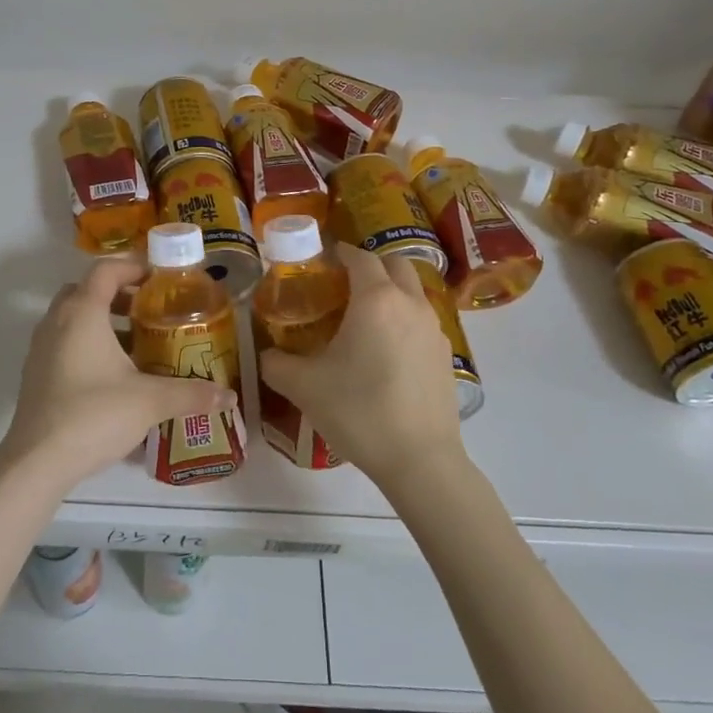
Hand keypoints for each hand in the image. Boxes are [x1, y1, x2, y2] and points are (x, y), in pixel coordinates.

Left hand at [0, 259, 238, 493]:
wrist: (37, 462)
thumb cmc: (94, 415)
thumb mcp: (150, 401)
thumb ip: (191, 393)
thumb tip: (229, 397)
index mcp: (82, 313)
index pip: (105, 270)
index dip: (133, 266)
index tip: (161, 278)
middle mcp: (57, 321)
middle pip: (86, 290)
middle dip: (119, 293)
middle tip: (149, 309)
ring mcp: (41, 348)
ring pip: (73, 317)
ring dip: (103, 320)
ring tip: (137, 343)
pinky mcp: (36, 374)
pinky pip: (64, 342)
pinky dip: (88, 343)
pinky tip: (113, 374)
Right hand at [257, 245, 464, 487]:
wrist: (420, 460)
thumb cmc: (359, 412)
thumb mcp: (303, 387)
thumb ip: (276, 363)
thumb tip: (265, 354)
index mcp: (375, 300)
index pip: (359, 257)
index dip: (339, 252)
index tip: (320, 258)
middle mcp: (410, 304)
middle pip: (394, 264)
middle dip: (369, 265)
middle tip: (342, 284)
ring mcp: (434, 329)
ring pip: (412, 291)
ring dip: (390, 291)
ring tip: (363, 318)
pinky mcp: (446, 355)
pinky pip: (422, 320)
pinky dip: (404, 319)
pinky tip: (386, 351)